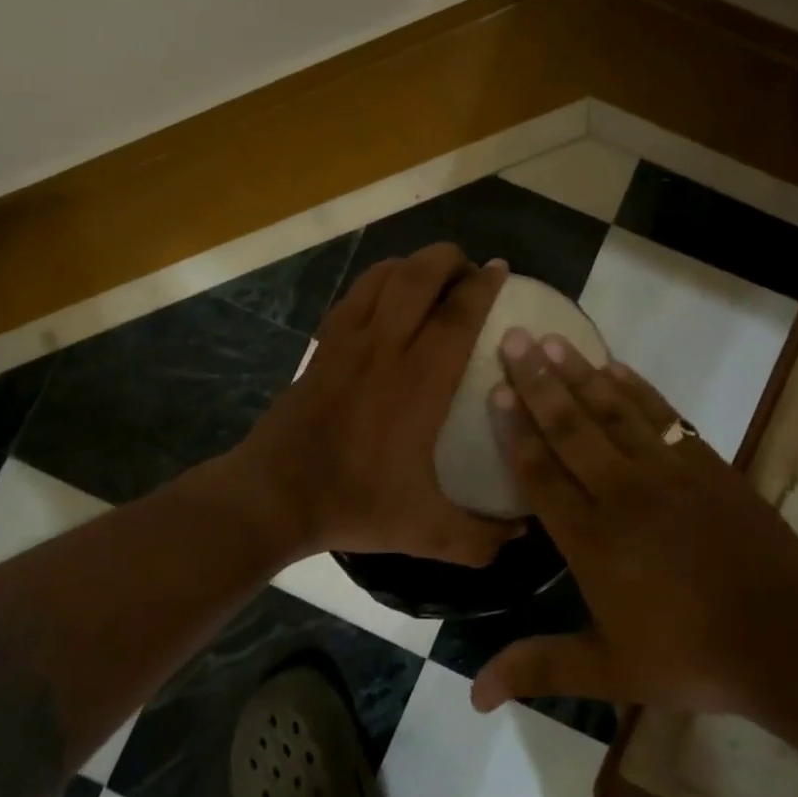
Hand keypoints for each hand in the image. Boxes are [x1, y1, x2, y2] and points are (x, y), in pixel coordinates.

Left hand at [237, 243, 517, 567]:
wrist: (273, 496)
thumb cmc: (353, 504)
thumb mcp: (426, 531)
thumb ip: (480, 537)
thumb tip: (524, 533)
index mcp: (418, 382)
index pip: (457, 315)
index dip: (483, 286)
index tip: (502, 270)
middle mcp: (384, 348)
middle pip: (418, 277)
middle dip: (449, 259)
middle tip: (470, 267)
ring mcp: (346, 341)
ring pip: (382, 277)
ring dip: (412, 264)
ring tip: (433, 274)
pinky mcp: (322, 346)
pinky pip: (354, 295)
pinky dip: (378, 281)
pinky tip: (388, 297)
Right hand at [470, 331, 797, 719]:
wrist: (789, 636)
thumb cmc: (692, 655)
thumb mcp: (610, 671)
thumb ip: (540, 668)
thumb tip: (472, 695)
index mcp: (592, 538)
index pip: (541, 473)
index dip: (515, 430)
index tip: (495, 390)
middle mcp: (621, 492)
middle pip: (570, 427)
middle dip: (538, 381)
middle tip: (514, 338)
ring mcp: (667, 471)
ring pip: (613, 411)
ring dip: (581, 373)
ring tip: (555, 340)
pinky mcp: (705, 463)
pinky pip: (662, 414)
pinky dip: (637, 389)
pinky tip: (617, 367)